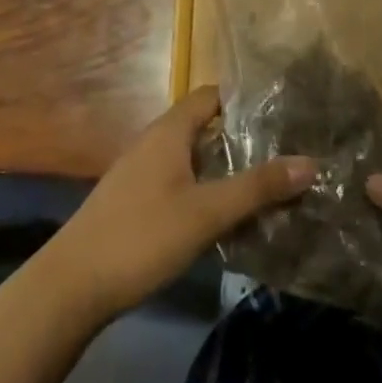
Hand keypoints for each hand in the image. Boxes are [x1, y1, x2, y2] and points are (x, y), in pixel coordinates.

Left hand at [48, 87, 313, 321]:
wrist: (71, 287)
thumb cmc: (141, 237)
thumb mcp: (206, 212)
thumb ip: (257, 187)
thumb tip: (310, 162)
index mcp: (169, 131)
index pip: (212, 95)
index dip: (245, 100)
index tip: (282, 113)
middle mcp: (154, 142)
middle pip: (204, 126)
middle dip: (242, 137)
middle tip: (285, 152)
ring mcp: (141, 173)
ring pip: (192, 157)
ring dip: (224, 167)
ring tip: (266, 184)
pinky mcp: (135, 202)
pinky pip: (179, 181)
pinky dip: (205, 188)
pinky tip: (225, 215)